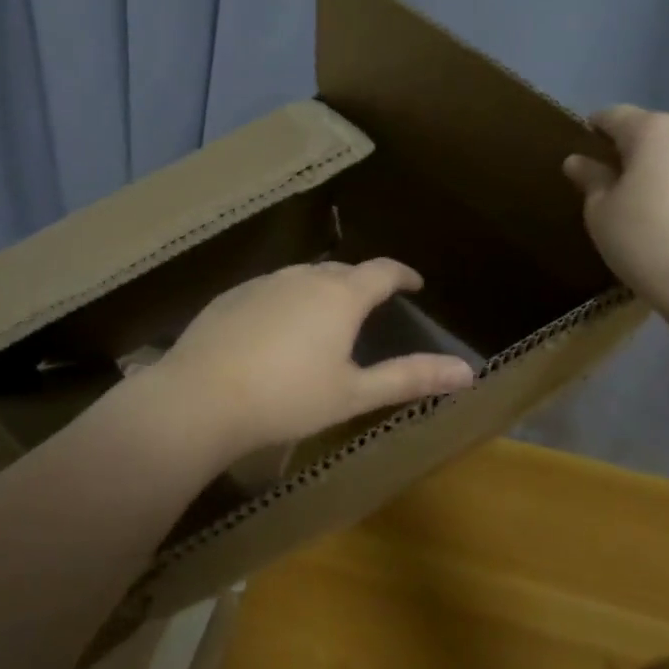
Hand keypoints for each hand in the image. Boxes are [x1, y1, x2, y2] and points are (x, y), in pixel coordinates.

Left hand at [146, 259, 476, 464]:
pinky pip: (271, 289)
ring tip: (326, 315)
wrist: (202, 396)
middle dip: (361, 283)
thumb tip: (467, 371)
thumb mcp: (354, 394)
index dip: (402, 274)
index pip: (382, 271)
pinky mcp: (232, 295)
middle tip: (371, 304)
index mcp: (340, 296)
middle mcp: (303, 277)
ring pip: (303, 277)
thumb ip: (410, 378)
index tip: (414, 282)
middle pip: (342, 271)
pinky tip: (276, 329)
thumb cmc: (287, 398)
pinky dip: (286, 301)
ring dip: (322, 290)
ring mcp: (264, 282)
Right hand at [562, 104, 668, 312]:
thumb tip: (578, 161)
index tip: (585, 149)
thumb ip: (591, 179)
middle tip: (619, 186)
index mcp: (655, 131)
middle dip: (637, 151)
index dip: (595, 128)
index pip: (615, 115)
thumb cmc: (646, 240)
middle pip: (657, 133)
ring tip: (658, 208)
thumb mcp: (601, 212)